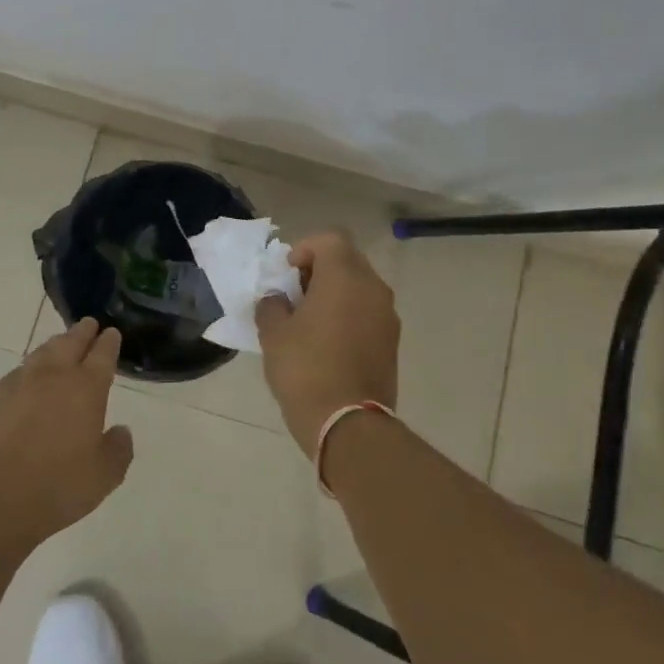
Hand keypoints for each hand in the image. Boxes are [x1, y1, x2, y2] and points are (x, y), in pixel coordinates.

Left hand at [0, 319, 133, 543]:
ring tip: (60, 344)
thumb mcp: (105, 475)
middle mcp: (53, 376)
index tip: (112, 333)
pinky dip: (27, 371)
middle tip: (88, 324)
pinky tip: (26, 380)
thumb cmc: (59, 486)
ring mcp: (19, 385)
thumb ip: (118, 449)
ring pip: (40, 354)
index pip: (102, 354)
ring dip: (54, 346)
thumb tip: (120, 432)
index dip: (109, 342)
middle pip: (70, 343)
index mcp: (86, 388)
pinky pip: (16, 375)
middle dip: (82, 332)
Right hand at [255, 231, 399, 453]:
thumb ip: (272, 306)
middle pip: (347, 260)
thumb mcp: (273, 334)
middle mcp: (373, 288)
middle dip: (319, 270)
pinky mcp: (391, 342)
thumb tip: (278, 300)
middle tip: (294, 295)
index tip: (286, 273)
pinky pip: (367, 312)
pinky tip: (326, 342)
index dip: (305, 248)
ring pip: (359, 287)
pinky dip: (348, 315)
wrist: (348, 424)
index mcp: (345, 277)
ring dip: (334, 293)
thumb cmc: (305, 369)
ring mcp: (387, 316)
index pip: (330, 239)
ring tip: (308, 320)